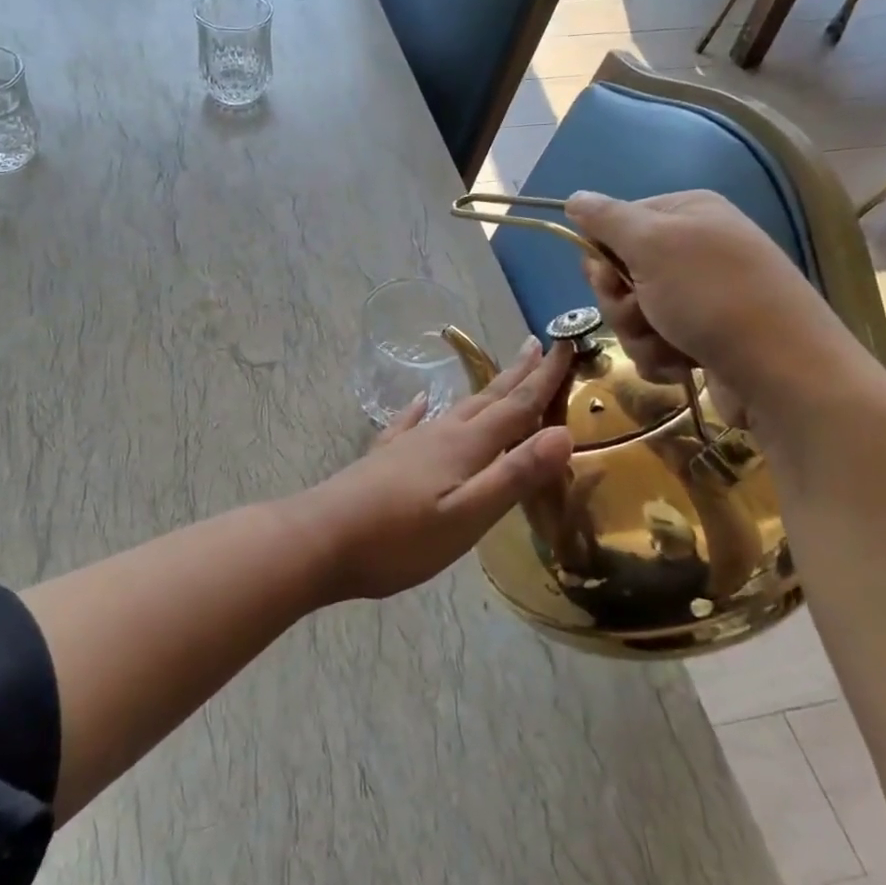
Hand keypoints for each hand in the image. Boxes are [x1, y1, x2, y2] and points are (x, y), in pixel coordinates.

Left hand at [297, 339, 574, 601]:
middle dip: (517, 375)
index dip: (544, 379)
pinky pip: (410, 423)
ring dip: (482, 391)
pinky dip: (422, 409)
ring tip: (498, 375)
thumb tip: (564, 433)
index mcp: (464, 446)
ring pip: (455, 408)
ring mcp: (407, 444)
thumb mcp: (467, 516)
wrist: (320, 539)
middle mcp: (438, 434)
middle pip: (487, 399)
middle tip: (539, 345)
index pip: (516, 406)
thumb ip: (514, 476)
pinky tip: (422, 401)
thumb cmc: (399, 538)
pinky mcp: (384, 459)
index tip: (566, 345)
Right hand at [562, 190, 869, 424]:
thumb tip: (574, 197)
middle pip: (620, 273)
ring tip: (672, 344)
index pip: (615, 224)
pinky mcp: (703, 337)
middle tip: (645, 311)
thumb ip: (607, 219)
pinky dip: (660, 357)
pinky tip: (685, 364)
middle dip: (622, 302)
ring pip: (633, 314)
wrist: (782, 371)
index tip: (609, 276)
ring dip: (640, 335)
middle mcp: (694, 249)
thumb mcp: (653, 244)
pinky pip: (654, 343)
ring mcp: (700, 296)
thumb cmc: (713, 297)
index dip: (602, 255)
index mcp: (687, 213)